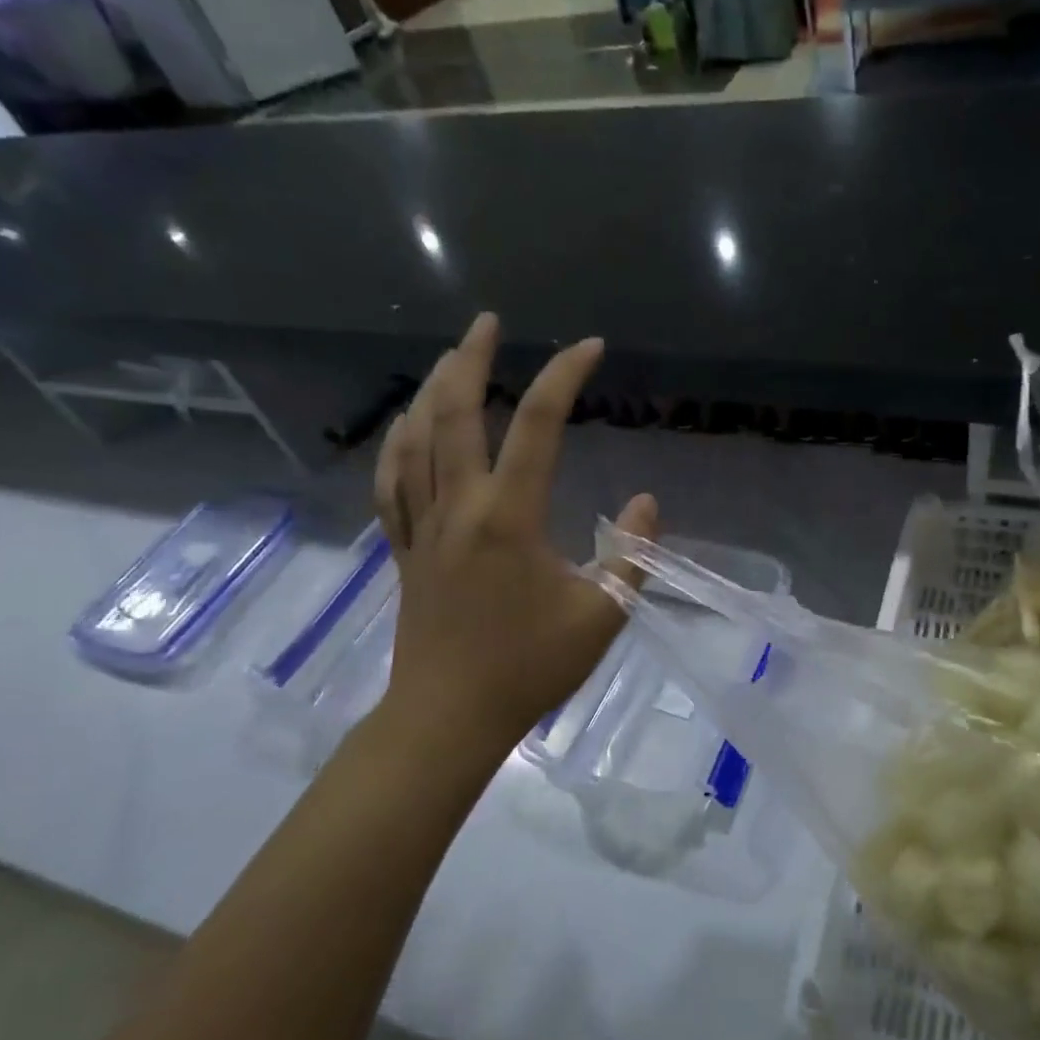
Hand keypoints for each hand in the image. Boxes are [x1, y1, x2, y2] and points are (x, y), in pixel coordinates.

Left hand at [372, 313, 657, 764]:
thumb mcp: (602, 615)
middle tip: (487, 322)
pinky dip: (397, 446)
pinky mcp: (405, 550)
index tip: (590, 347)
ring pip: (416, 441)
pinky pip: (392, 484)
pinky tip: (405, 427)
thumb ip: (631, 555)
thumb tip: (646, 502)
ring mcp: (424, 527)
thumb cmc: (530, 668)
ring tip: (449, 359)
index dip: (564, 377)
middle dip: (470, 359)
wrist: (449, 717)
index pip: (538, 425)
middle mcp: (459, 507)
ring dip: (431, 391)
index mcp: (509, 516)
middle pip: (455, 414)